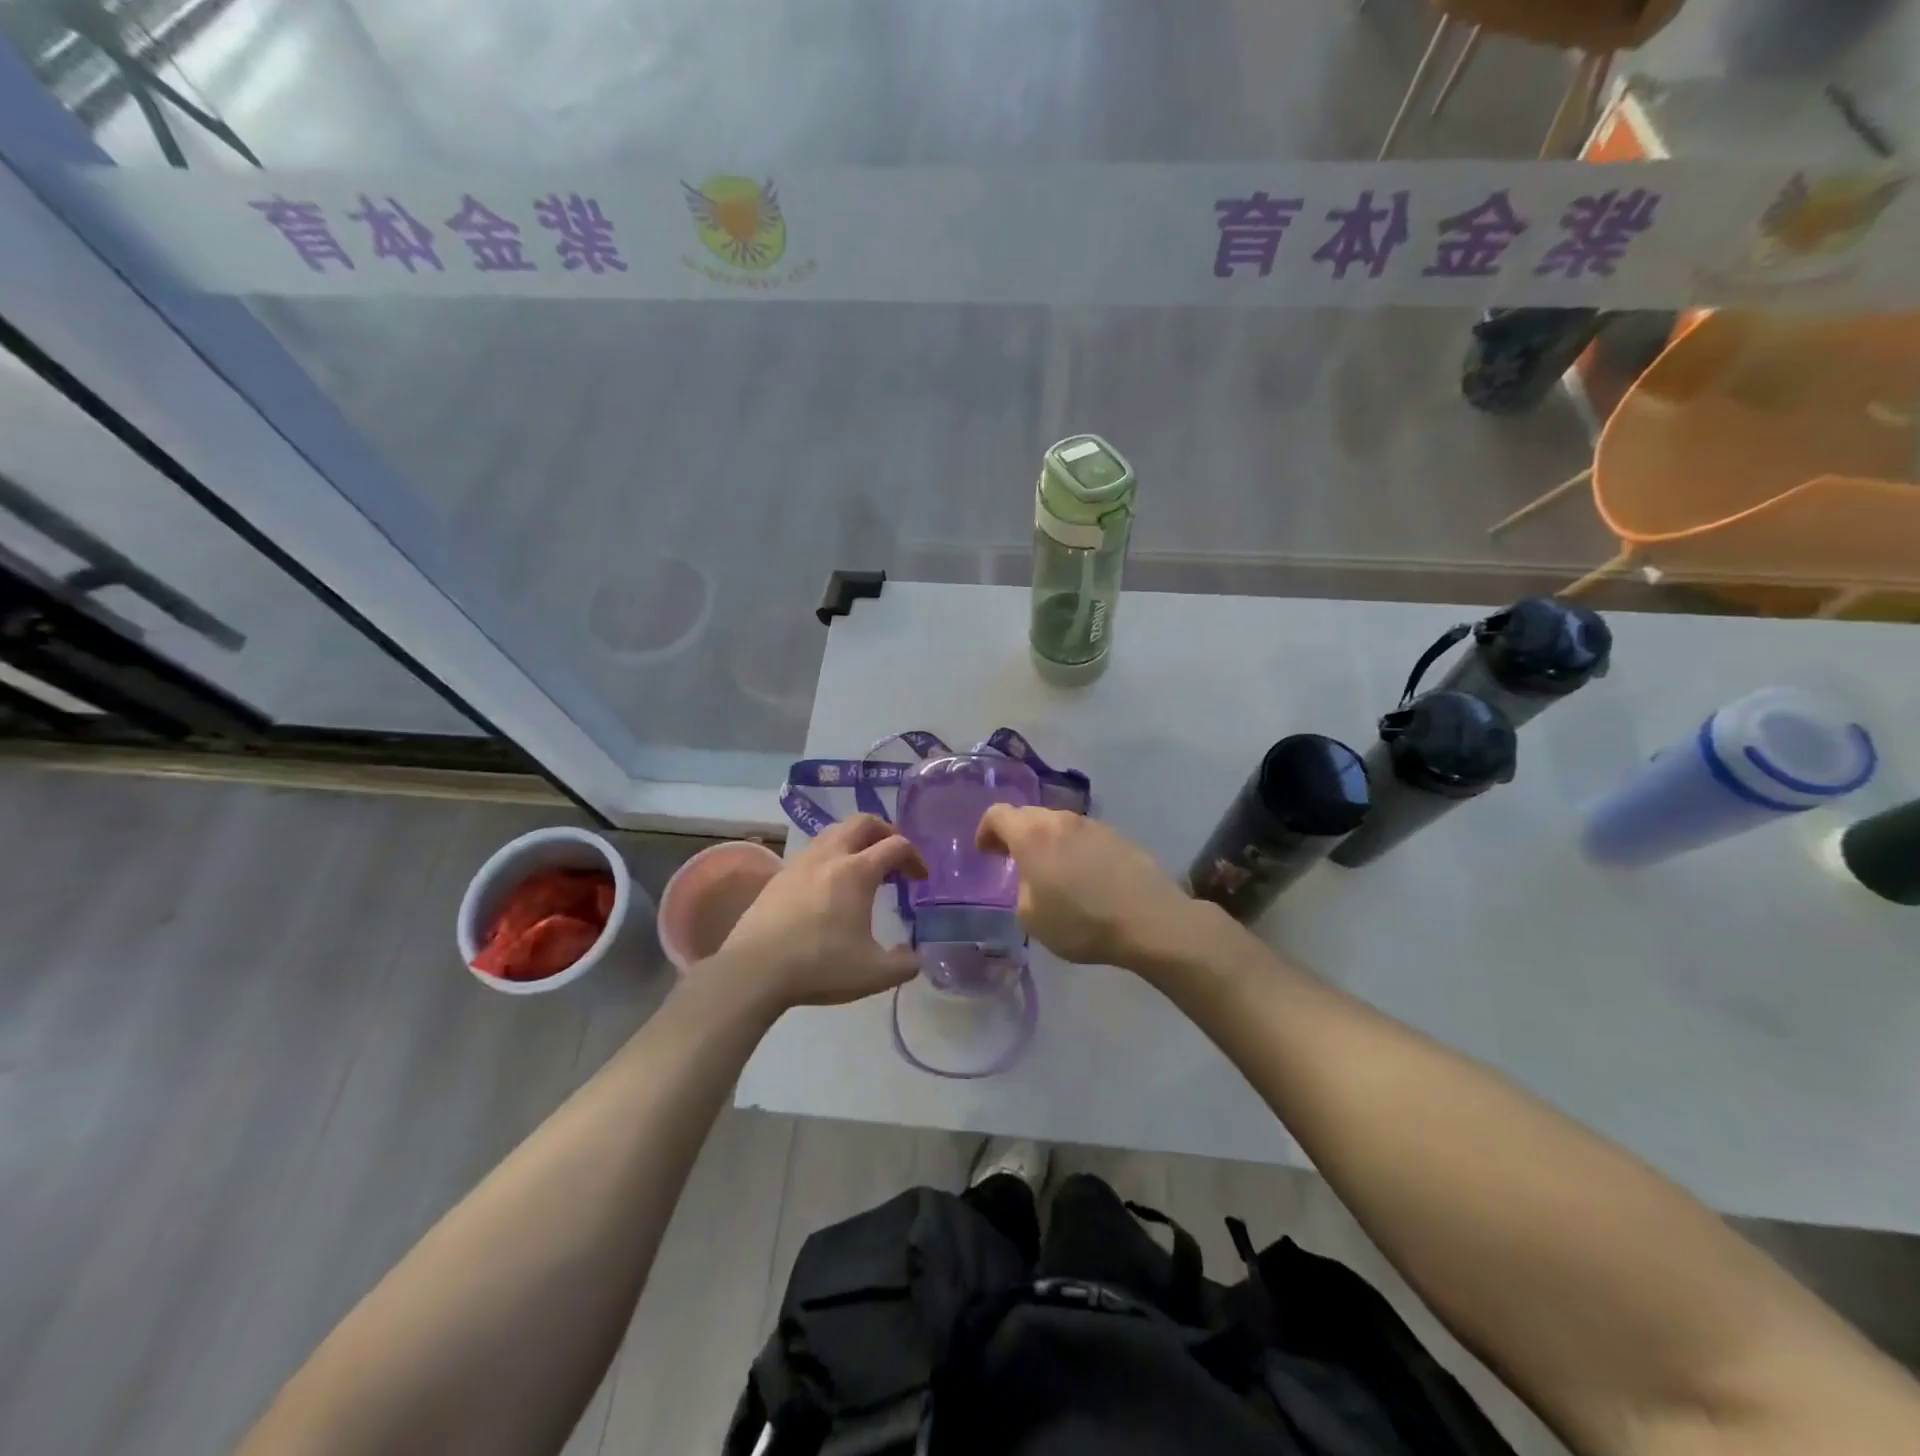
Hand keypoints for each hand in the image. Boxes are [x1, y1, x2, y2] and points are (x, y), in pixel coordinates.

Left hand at [717, 815, 925, 1011]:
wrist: (754, 970)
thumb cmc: (819, 966)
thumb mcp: (874, 974)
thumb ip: (904, 964)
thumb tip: (913, 956)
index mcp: (857, 871)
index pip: (896, 845)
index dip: (914, 857)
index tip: (920, 878)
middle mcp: (830, 856)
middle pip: (863, 822)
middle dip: (885, 831)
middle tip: (894, 854)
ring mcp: (800, 862)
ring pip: (834, 831)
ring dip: (855, 839)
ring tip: (863, 865)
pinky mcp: (779, 875)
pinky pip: (812, 850)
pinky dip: (830, 855)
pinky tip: (829, 885)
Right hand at [975, 806, 1197, 967]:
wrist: (1148, 920)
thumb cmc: (1080, 921)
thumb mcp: (1030, 917)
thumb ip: (1020, 889)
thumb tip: (1030, 879)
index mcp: (1032, 834)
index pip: (997, 814)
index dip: (985, 831)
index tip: (986, 853)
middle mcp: (1060, 820)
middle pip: (1028, 815)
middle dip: (1015, 835)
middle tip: (1012, 861)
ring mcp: (1092, 825)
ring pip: (1058, 825)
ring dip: (1047, 842)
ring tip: (1050, 872)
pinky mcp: (1118, 836)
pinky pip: (1083, 837)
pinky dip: (1073, 850)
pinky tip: (1082, 877)